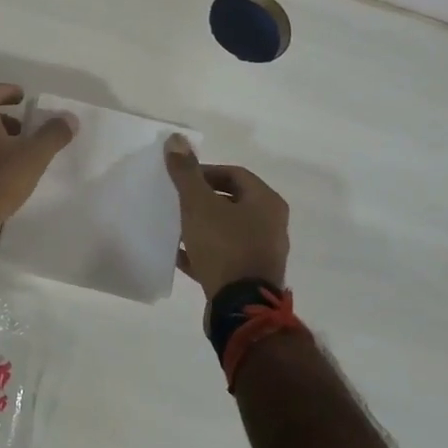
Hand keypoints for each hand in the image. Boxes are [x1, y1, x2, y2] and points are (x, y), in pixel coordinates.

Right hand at [165, 135, 290, 295]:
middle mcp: (272, 224)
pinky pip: (224, 255)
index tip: (180, 181)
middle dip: (202, 199)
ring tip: (176, 226)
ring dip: (202, 225)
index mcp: (266, 202)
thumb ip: (186, 172)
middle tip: (177, 201)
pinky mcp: (250, 276)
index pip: (234, 174)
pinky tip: (180, 254)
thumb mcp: (198, 204)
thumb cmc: (223, 246)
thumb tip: (176, 139)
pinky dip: (204, 251)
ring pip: (227, 229)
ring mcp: (263, 252)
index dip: (205, 172)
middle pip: (232, 201)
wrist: (240, 308)